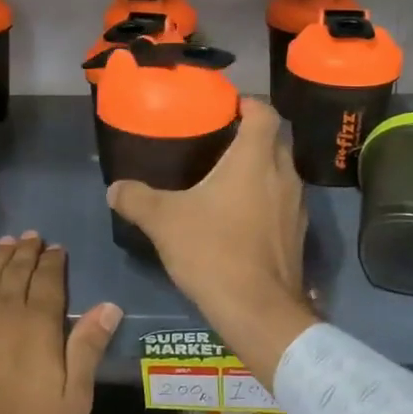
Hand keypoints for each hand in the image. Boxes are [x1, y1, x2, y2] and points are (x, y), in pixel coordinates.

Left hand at [0, 233, 120, 413]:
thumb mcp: (71, 400)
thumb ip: (88, 349)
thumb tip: (109, 306)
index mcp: (39, 323)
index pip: (49, 280)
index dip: (54, 261)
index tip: (57, 248)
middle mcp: (4, 307)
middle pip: (18, 270)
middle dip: (27, 251)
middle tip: (32, 236)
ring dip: (0, 255)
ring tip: (7, 241)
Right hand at [107, 99, 316, 386]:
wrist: (258, 310)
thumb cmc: (213, 251)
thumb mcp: (164, 221)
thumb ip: (137, 198)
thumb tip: (115, 188)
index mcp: (255, 159)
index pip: (264, 112)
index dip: (247, 103)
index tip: (226, 106)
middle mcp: (283, 175)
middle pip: (274, 141)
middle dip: (251, 136)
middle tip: (219, 141)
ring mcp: (296, 207)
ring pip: (279, 173)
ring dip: (259, 170)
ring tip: (225, 179)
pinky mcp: (297, 235)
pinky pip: (282, 203)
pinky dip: (264, 200)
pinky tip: (239, 218)